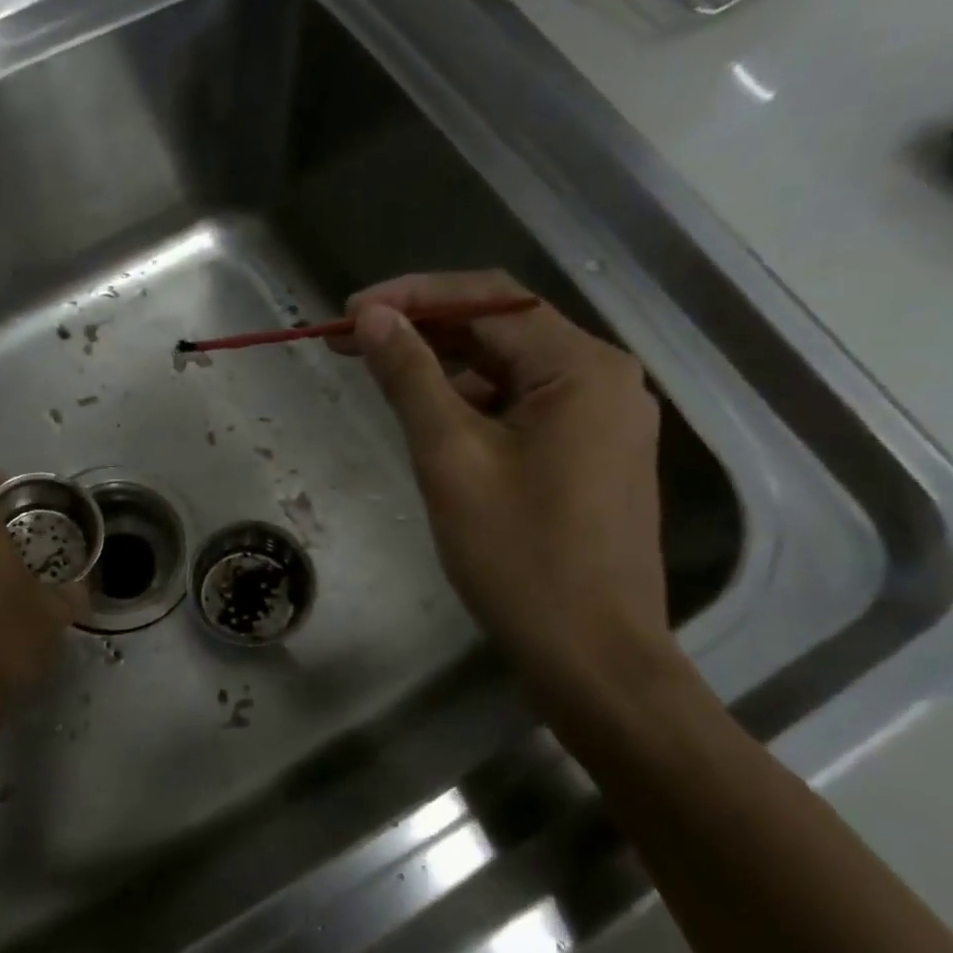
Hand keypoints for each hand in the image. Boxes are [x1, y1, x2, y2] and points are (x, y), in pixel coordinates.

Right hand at [336, 272, 670, 695]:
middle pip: (502, 331)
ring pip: (510, 372)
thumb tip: (373, 317)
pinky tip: (432, 422)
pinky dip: (473, 405)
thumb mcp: (451, 458)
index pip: (488, 301)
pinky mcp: (591, 455)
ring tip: (382, 378)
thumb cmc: (519, 556)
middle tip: (352, 343)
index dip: (413, 296)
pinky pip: (524, 409)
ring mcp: (603, 420)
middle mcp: (603, 379)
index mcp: (580, 367)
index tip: (348, 316)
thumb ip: (411, 378)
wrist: (592, 655)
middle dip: (425, 330)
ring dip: (445, 369)